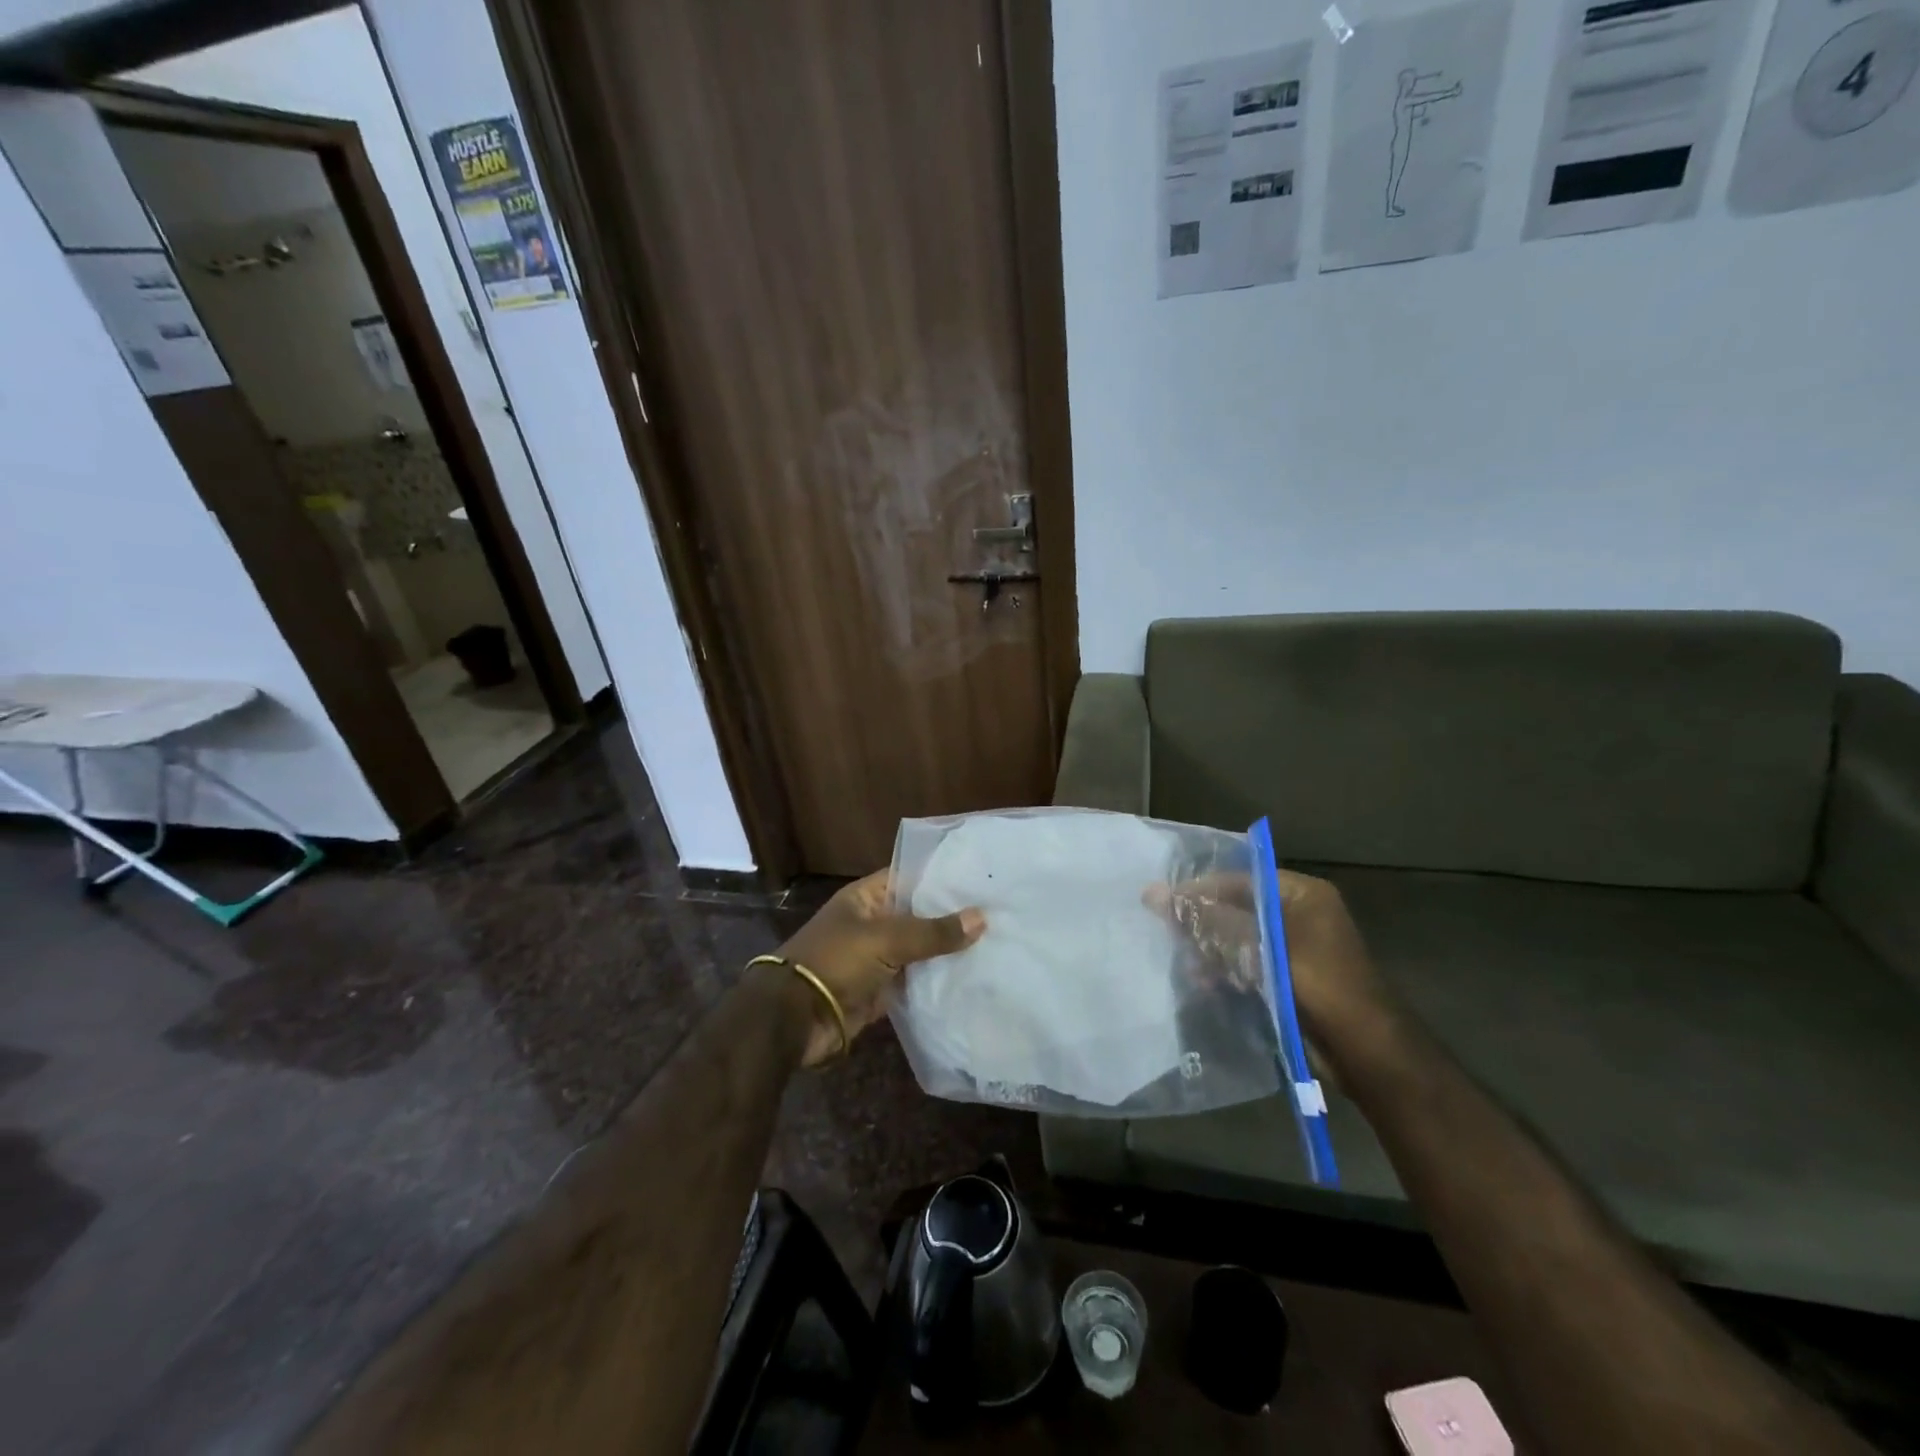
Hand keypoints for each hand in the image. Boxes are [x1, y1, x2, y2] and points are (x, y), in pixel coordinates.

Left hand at [774, 870, 984, 1066]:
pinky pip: (916, 982)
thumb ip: (932, 932)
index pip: (910, 877)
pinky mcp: (883, 992)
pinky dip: (939, 982)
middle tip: (1000, 912)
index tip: (980, 877)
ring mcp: (878, 959)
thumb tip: (981, 918)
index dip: (941, 877)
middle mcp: (873, 924)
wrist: (796, 1019)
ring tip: (997, 943)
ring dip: (949, 952)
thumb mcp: (885, 939)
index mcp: (867, 898)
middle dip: (953, 917)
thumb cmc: (836, 961)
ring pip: (921, 951)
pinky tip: (974, 978)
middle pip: (919, 916)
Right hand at [1150, 868, 1389, 1052]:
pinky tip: (1205, 984)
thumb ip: (1209, 920)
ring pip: (1238, 938)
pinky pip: (1247, 964)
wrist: (1366, 1052)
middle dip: (1204, 924)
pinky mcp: (1287, 978)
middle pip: (1236, 908)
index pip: (1239, 879)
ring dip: (1211, 951)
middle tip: (1171, 936)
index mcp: (1301, 894)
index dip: (1199, 890)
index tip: (1161, 903)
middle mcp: (1297, 914)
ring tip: (1189, 967)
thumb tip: (1153, 893)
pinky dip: (1226, 971)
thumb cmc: (1317, 984)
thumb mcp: (1260, 946)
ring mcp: (1293, 948)